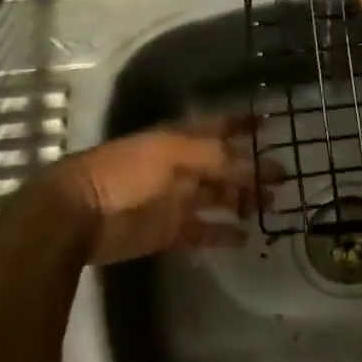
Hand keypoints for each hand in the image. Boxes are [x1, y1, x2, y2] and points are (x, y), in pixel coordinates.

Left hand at [48, 117, 271, 265]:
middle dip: (252, 168)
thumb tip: (251, 163)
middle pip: (224, 166)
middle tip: (282, 176)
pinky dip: (224, 234)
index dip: (241, 124)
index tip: (268, 124)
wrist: (79, 216)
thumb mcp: (172, 153)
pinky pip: (205, 231)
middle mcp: (181, 168)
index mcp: (178, 140)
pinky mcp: (170, 232)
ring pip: (219, 198)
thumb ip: (214, 155)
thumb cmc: (125, 173)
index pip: (217, 127)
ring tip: (270, 205)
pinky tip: (245, 237)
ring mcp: (176, 201)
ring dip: (244, 200)